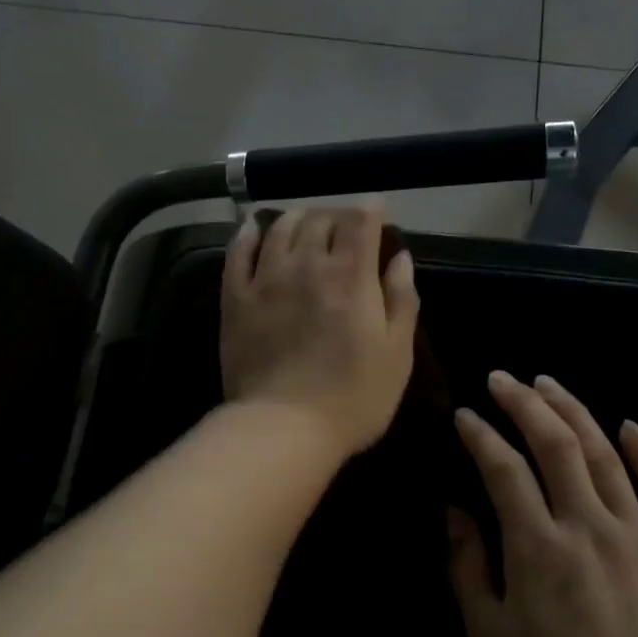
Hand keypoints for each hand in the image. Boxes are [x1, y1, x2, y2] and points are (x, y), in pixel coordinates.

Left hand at [220, 203, 419, 459]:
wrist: (284, 428)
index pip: (360, 222)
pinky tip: (253, 228)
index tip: (376, 209)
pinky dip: (247, 233)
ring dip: (297, 218)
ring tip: (305, 222)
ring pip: (280, 228)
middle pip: (320, 219)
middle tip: (343, 226)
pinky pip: (238, 252)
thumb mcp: (397, 354)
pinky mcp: (236, 298)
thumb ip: (402, 300)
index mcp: (351, 276)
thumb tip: (401, 258)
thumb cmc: (353, 398)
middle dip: (336, 215)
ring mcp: (266, 279)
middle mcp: (307, 265)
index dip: (370, 208)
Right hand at [448, 371, 637, 636]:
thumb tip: (455, 511)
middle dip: (524, 403)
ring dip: (574, 412)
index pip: (503, 468)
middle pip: (556, 444)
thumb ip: (468, 567)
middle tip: (503, 379)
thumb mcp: (489, 636)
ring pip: (606, 455)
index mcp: (538, 546)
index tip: (465, 415)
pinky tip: (630, 425)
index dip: (481, 435)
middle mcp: (588, 526)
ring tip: (549, 384)